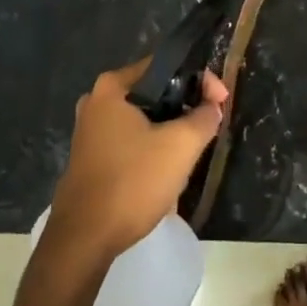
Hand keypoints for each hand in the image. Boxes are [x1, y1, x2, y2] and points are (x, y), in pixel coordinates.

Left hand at [46, 58, 228, 261]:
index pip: (165, 66)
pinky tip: (167, 170)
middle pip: (154, 92)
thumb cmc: (133, 182)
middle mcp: (96, 102)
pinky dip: (152, 148)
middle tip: (209, 125)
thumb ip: (203, 117)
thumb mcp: (181, 146)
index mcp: (112, 87)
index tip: (221, 102)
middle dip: (185, 107)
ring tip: (193, 149)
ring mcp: (90, 131)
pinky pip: (131, 141)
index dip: (200, 80)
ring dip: (170, 131)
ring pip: (143, 120)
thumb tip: (212, 106)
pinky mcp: (91, 158)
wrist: (85, 239)